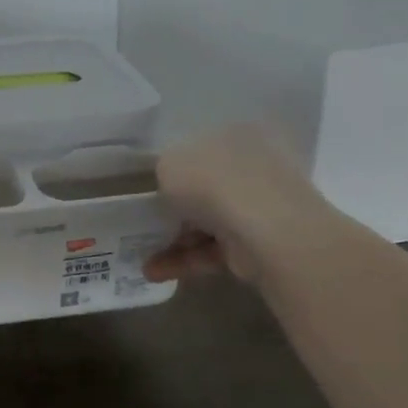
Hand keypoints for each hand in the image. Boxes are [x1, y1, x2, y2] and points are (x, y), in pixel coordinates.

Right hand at [143, 125, 336, 285]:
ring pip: (209, 222)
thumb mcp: (168, 163)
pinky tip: (156, 272)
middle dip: (175, 208)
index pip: (203, 147)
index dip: (176, 166)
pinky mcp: (259, 244)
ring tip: (142, 258)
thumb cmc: (211, 181)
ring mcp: (261, 207)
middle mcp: (254, 166)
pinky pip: (215, 249)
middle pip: (207, 187)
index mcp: (237, 135)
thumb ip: (165, 172)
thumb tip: (171, 188)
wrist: (264, 229)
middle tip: (146, 221)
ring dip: (174, 240)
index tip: (153, 185)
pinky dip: (185, 260)